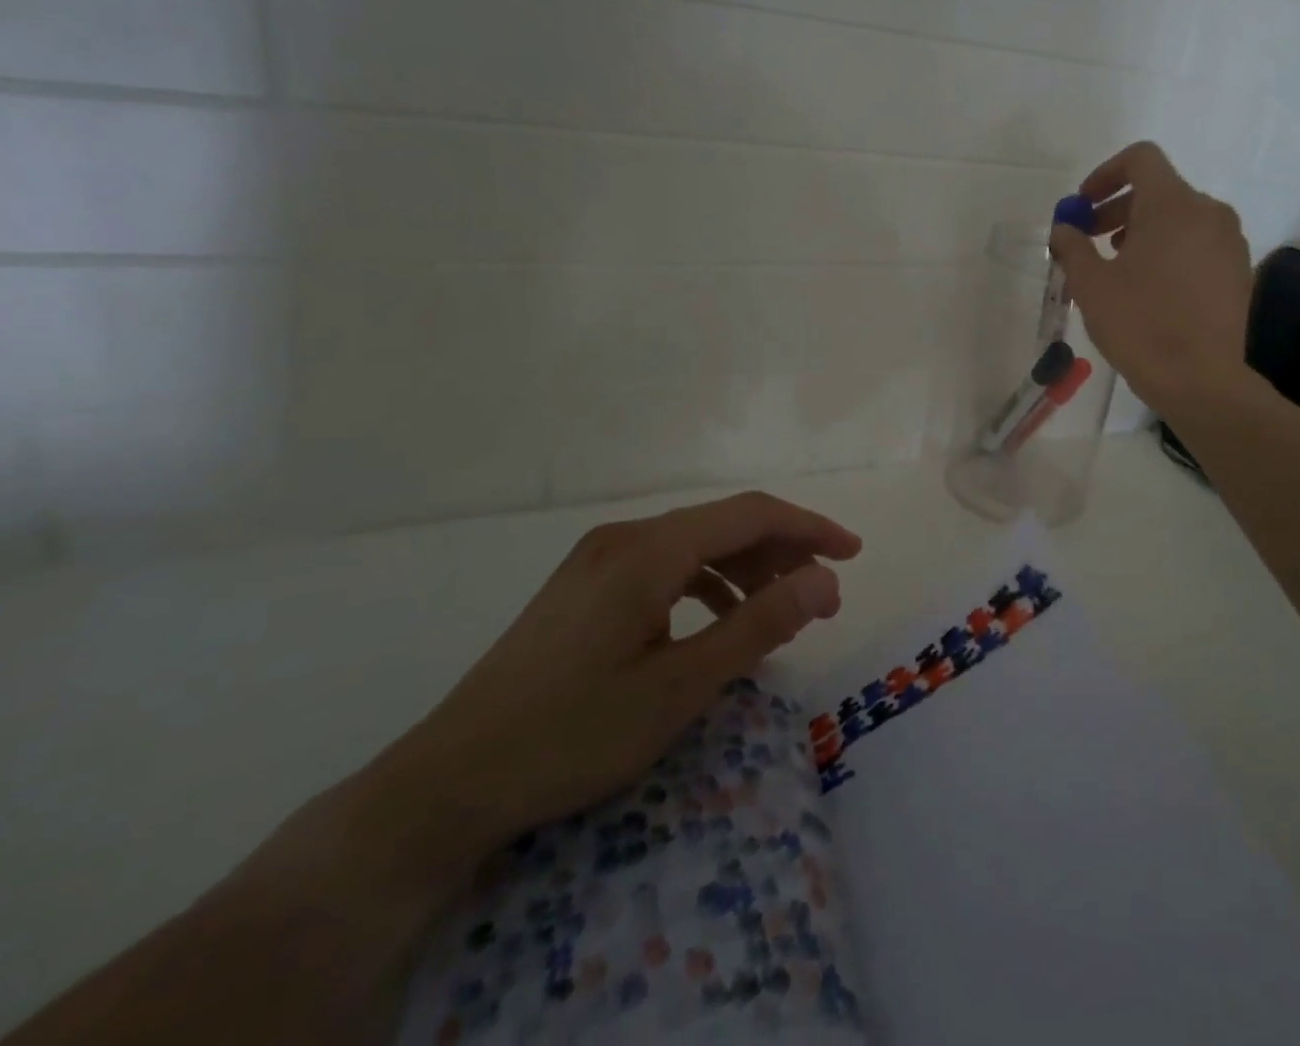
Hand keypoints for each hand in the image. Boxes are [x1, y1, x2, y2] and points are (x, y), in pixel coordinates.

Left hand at [360, 491, 860, 875]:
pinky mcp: (584, 586)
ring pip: (695, 545)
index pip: (751, 514)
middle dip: (782, 553)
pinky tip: (718, 624)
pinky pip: (665, 567)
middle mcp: (624, 538)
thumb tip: (824, 581)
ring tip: (779, 613)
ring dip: (746, 570)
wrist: (446, 784)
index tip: (852, 555)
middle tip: (822, 599)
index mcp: (648, 550)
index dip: (810, 528)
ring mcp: (598, 560)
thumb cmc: (571, 735)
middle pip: (723, 525)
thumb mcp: (679, 688)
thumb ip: (758, 625)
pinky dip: (707, 585)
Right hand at [1049, 142, 1253, 415]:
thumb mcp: (1091, 284)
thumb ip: (1072, 246)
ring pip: (1179, 218)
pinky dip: (1169, 250)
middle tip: (1090, 241)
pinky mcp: (1238, 271)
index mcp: (1173, 204)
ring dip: (1143, 231)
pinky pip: (1198, 244)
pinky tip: (1149, 289)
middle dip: (1118, 209)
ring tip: (1117, 269)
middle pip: (1158, 190)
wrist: (1200, 380)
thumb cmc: (1140, 325)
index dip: (1106, 173)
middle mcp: (1208, 212)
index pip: (1141, 159)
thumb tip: (1064, 228)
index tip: (1084, 206)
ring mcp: (1229, 242)